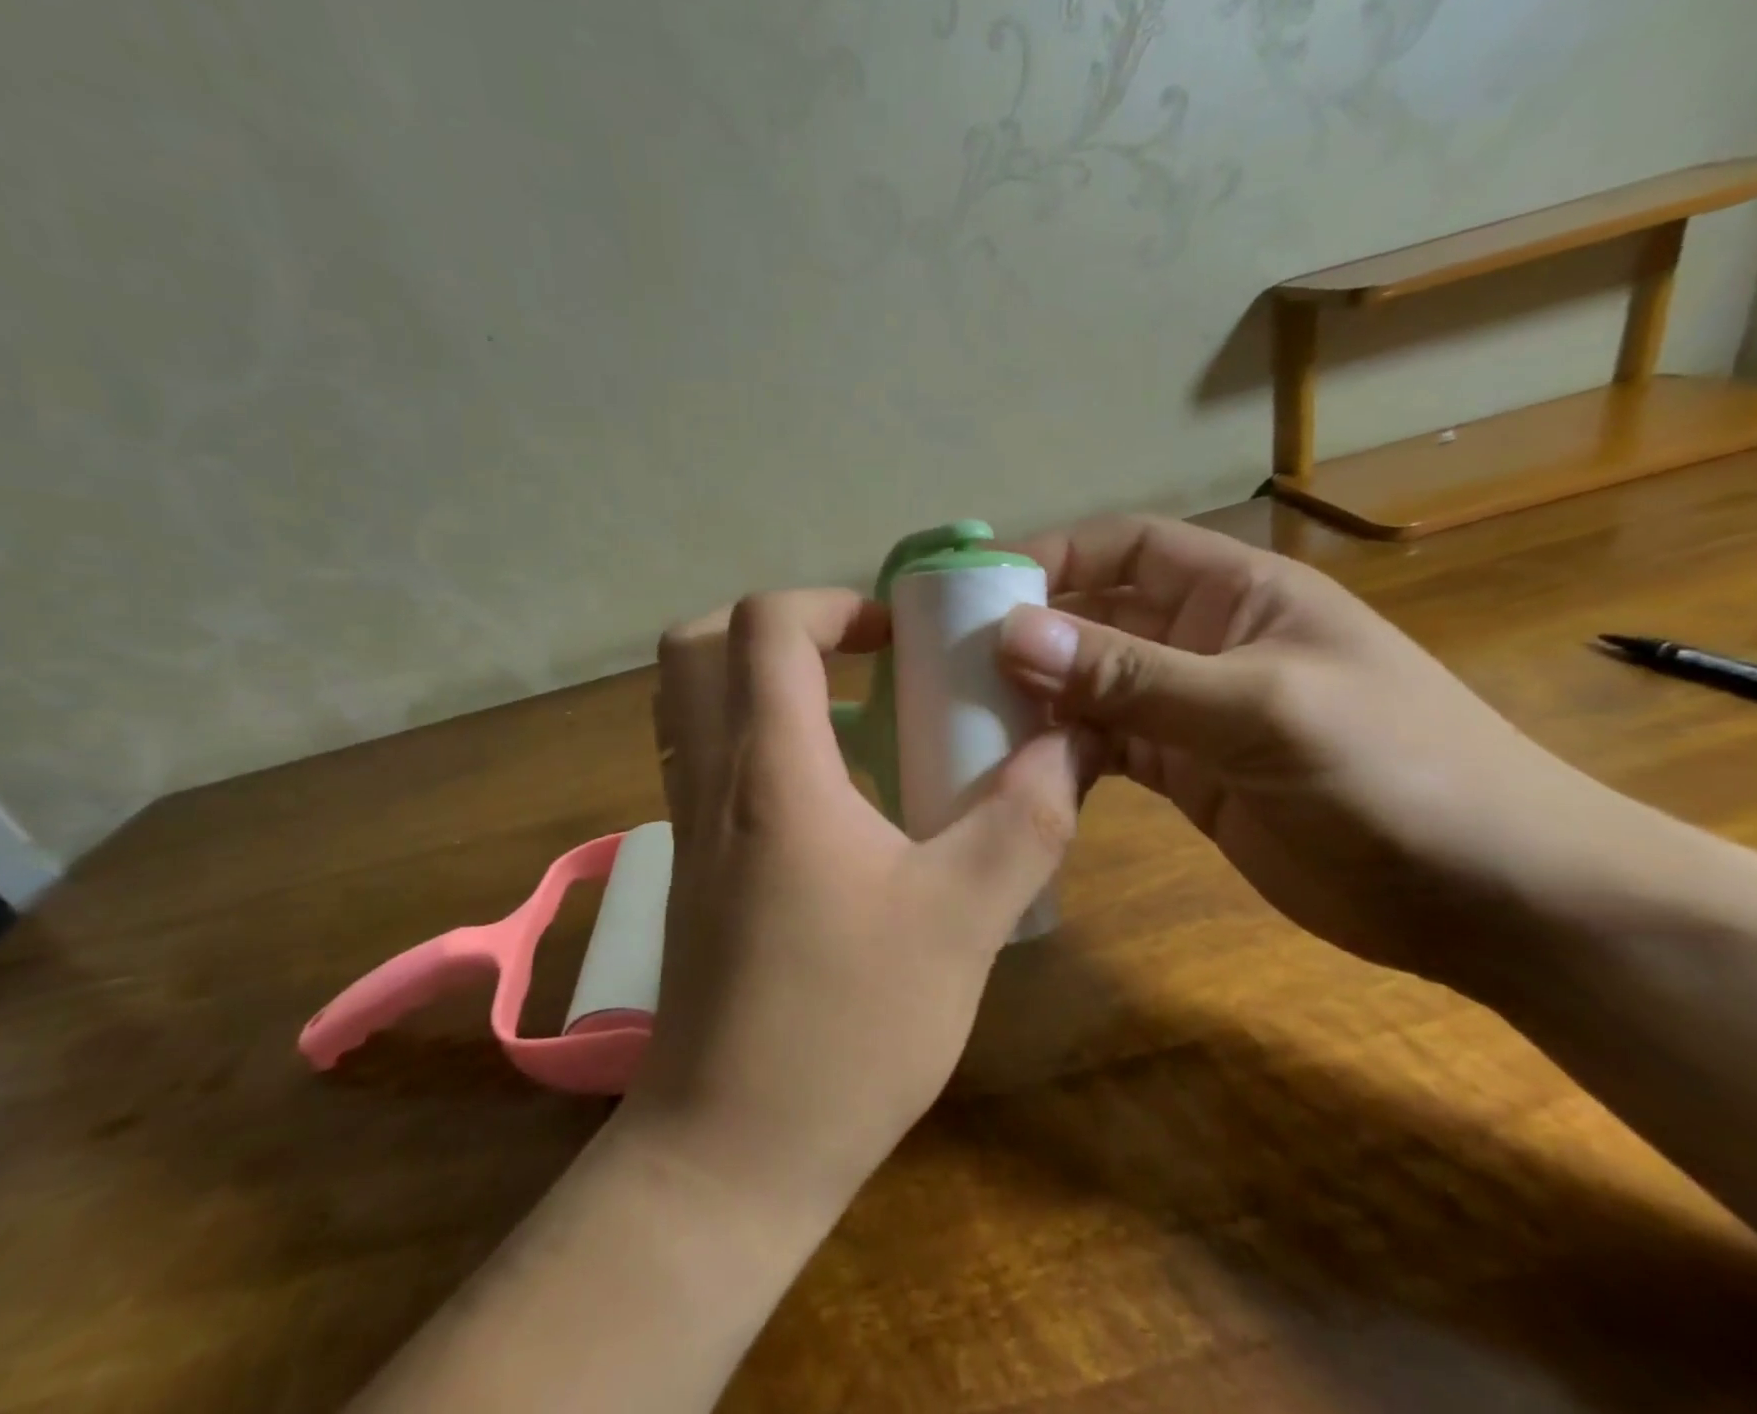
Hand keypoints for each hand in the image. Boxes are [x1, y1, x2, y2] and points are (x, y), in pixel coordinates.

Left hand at [629, 588, 1080, 1217]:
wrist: (730, 1151)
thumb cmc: (845, 1030)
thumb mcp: (962, 920)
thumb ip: (1024, 821)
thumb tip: (1070, 747)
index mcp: (771, 769)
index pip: (768, 624)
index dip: (834, 604)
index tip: (898, 641)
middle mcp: (711, 777)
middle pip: (699, 643)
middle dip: (780, 626)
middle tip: (856, 658)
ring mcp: (686, 822)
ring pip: (690, 698)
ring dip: (759, 676)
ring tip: (846, 714)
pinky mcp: (688, 864)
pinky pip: (701, 756)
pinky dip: (751, 734)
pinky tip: (824, 793)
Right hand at [997, 515, 1612, 986]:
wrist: (1490, 900)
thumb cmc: (1395, 771)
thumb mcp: (1257, 708)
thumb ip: (1131, 674)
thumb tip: (1013, 636)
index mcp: (1234, 592)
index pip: (1124, 547)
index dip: (1053, 557)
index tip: (978, 591)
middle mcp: (1202, 641)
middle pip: (1096, 617)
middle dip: (1030, 632)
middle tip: (949, 663)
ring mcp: (1189, 710)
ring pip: (1090, 686)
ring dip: (1036, 696)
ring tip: (967, 715)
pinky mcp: (1182, 772)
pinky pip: (1103, 745)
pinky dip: (1061, 749)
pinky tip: (1017, 765)